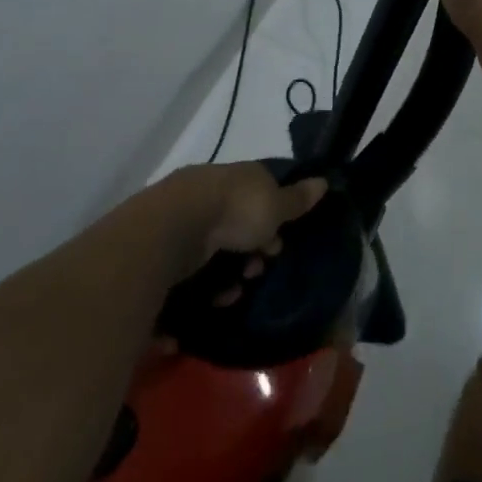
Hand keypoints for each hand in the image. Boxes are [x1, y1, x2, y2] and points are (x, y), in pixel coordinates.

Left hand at [159, 163, 326, 287]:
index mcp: (235, 178)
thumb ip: (296, 199)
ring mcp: (180, 220)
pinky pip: (184, 275)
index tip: (276, 245)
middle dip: (248, 253)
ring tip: (228, 296)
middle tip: (254, 273)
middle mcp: (207, 193)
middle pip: (234, 226)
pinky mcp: (158, 249)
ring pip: (210, 253)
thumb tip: (323, 181)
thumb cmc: (233, 211)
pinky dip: (195, 292)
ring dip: (224, 277)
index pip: (258, 194)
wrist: (172, 229)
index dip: (272, 221)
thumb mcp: (274, 205)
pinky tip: (204, 304)